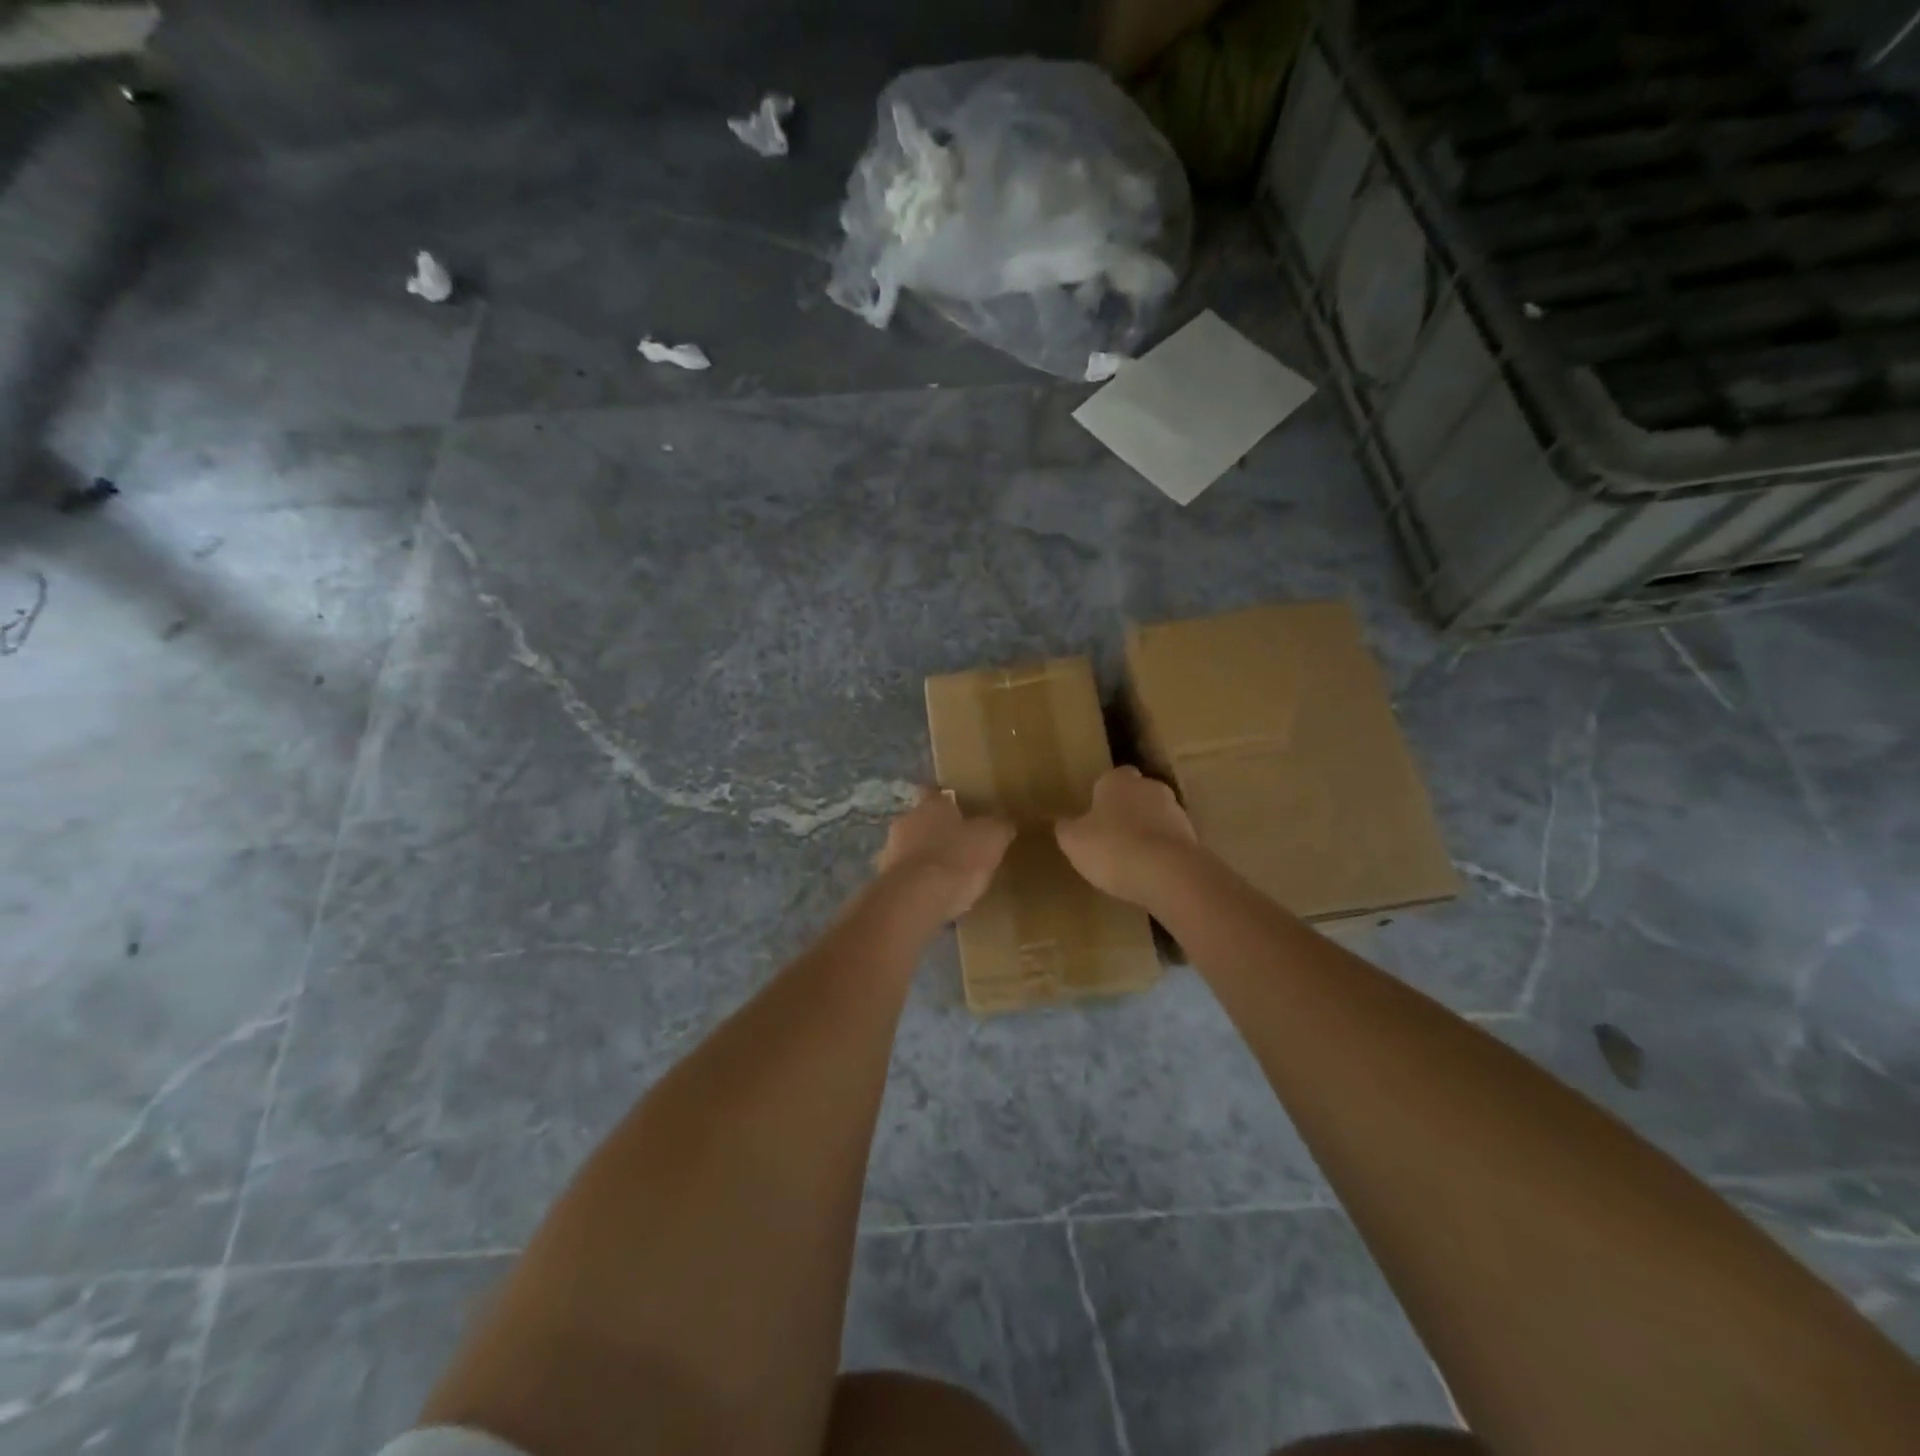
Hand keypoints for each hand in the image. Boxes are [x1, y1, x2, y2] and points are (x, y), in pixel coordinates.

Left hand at [874, 788, 1015, 923]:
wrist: (914, 900)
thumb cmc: (956, 859)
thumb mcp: (992, 839)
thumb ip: (998, 827)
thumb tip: (1003, 824)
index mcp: (931, 805)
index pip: (934, 792)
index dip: (947, 801)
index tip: (960, 810)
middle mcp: (906, 821)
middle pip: (922, 821)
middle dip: (937, 832)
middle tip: (959, 846)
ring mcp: (890, 852)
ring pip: (911, 849)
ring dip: (926, 859)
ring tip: (948, 876)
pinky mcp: (886, 881)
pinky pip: (906, 877)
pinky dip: (918, 884)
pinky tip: (934, 898)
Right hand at [1055, 766, 1198, 906]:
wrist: (1168, 874)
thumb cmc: (1111, 848)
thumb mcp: (1073, 841)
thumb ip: (1067, 828)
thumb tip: (1063, 822)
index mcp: (1118, 780)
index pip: (1112, 777)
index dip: (1103, 795)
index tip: (1095, 815)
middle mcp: (1150, 787)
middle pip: (1137, 794)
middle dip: (1128, 811)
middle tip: (1111, 836)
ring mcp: (1176, 812)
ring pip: (1157, 817)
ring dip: (1147, 832)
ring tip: (1131, 860)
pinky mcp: (1193, 838)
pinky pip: (1170, 841)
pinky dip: (1161, 852)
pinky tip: (1150, 873)